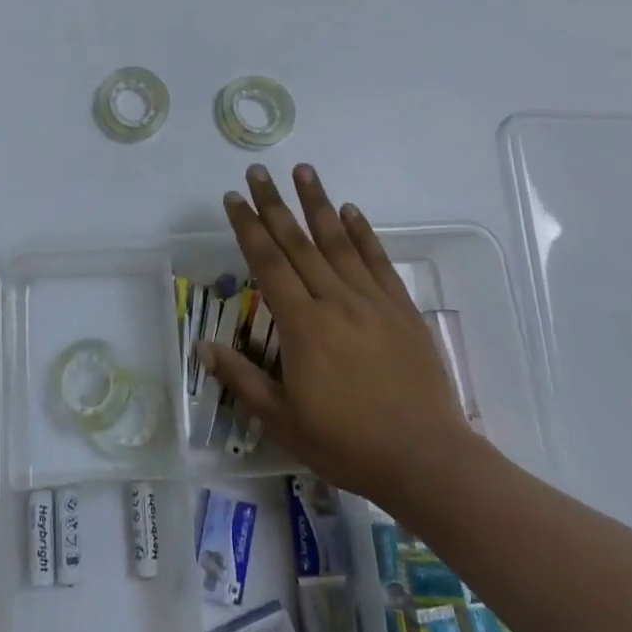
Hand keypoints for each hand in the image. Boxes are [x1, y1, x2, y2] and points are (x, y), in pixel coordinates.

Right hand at [203, 164, 473, 508]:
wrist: (427, 460)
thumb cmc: (348, 444)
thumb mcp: (284, 421)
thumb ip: (243, 380)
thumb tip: (204, 348)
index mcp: (303, 326)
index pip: (268, 263)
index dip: (248, 227)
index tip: (234, 198)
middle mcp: (335, 301)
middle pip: (298, 242)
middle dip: (274, 204)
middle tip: (258, 170)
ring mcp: (372, 301)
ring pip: (338, 242)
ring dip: (318, 203)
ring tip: (303, 170)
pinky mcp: (402, 309)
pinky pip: (378, 261)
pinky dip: (363, 233)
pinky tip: (351, 211)